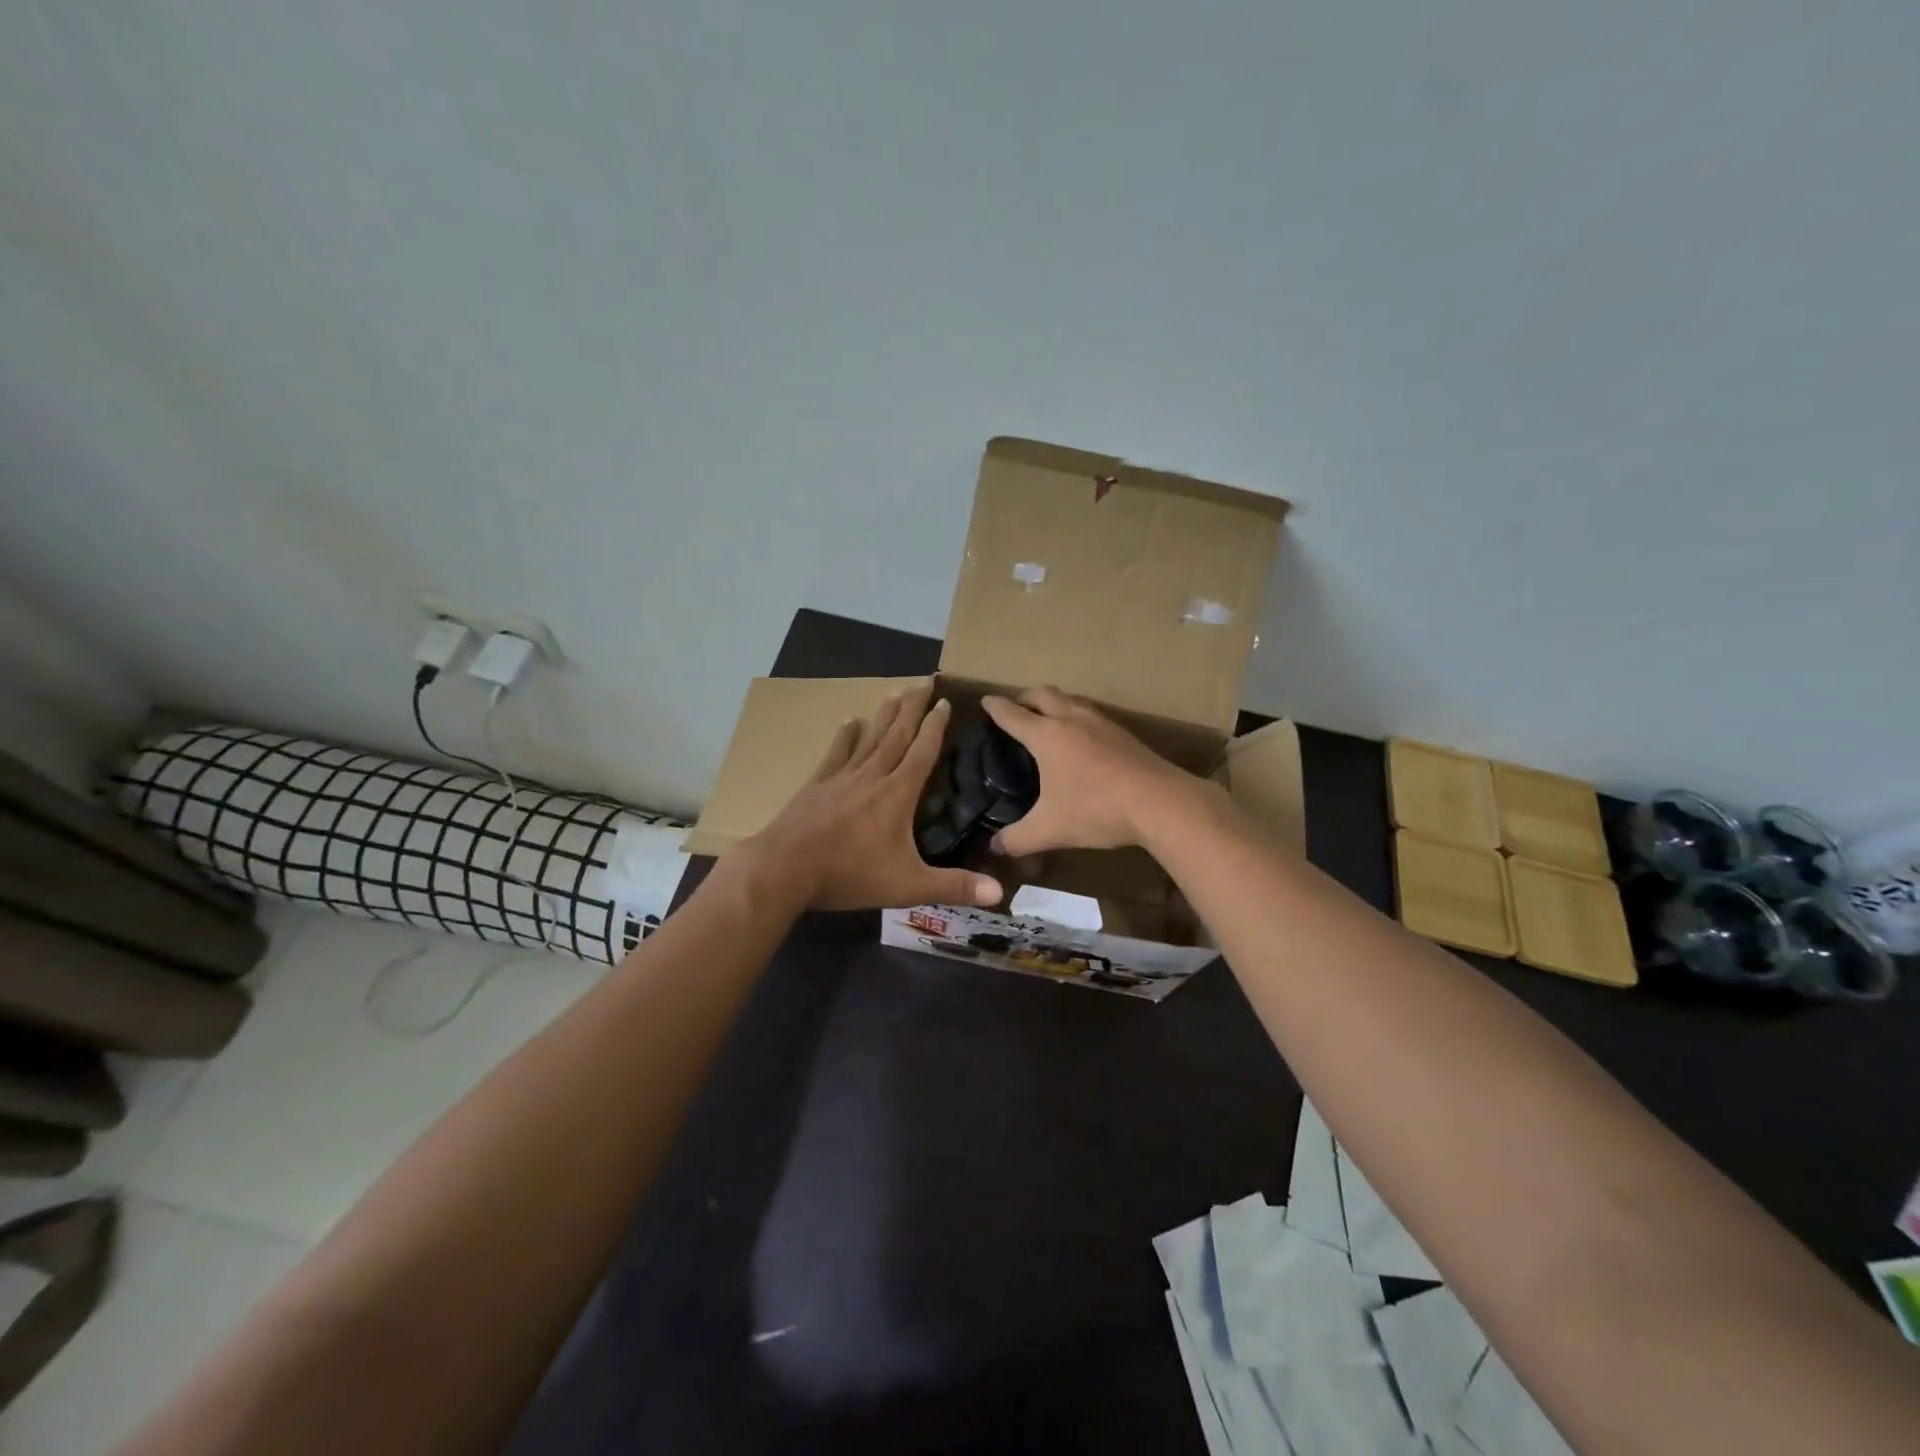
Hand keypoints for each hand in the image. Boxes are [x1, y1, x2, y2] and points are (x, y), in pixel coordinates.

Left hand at [742, 685, 1004, 911]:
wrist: (785, 869)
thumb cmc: (850, 874)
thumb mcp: (908, 886)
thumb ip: (953, 886)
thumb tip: (999, 893)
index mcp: (898, 794)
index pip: (923, 752)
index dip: (936, 726)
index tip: (946, 701)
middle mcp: (872, 776)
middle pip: (897, 734)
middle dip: (913, 707)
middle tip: (924, 680)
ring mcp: (841, 777)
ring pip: (869, 738)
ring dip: (884, 715)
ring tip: (895, 691)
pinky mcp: (816, 785)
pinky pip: (836, 754)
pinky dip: (845, 737)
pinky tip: (849, 721)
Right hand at [980, 687, 1203, 856]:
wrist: (1160, 803)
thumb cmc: (1096, 810)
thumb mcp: (1050, 830)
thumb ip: (1017, 839)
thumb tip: (994, 848)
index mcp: (1047, 736)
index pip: (1013, 715)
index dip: (996, 707)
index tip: (986, 701)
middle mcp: (1072, 719)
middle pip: (1043, 694)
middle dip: (1025, 697)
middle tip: (1016, 708)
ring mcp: (1101, 723)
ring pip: (1071, 700)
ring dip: (1054, 703)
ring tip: (1048, 720)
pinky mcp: (1124, 734)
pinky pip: (1092, 714)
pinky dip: (1077, 717)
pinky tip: (1083, 740)